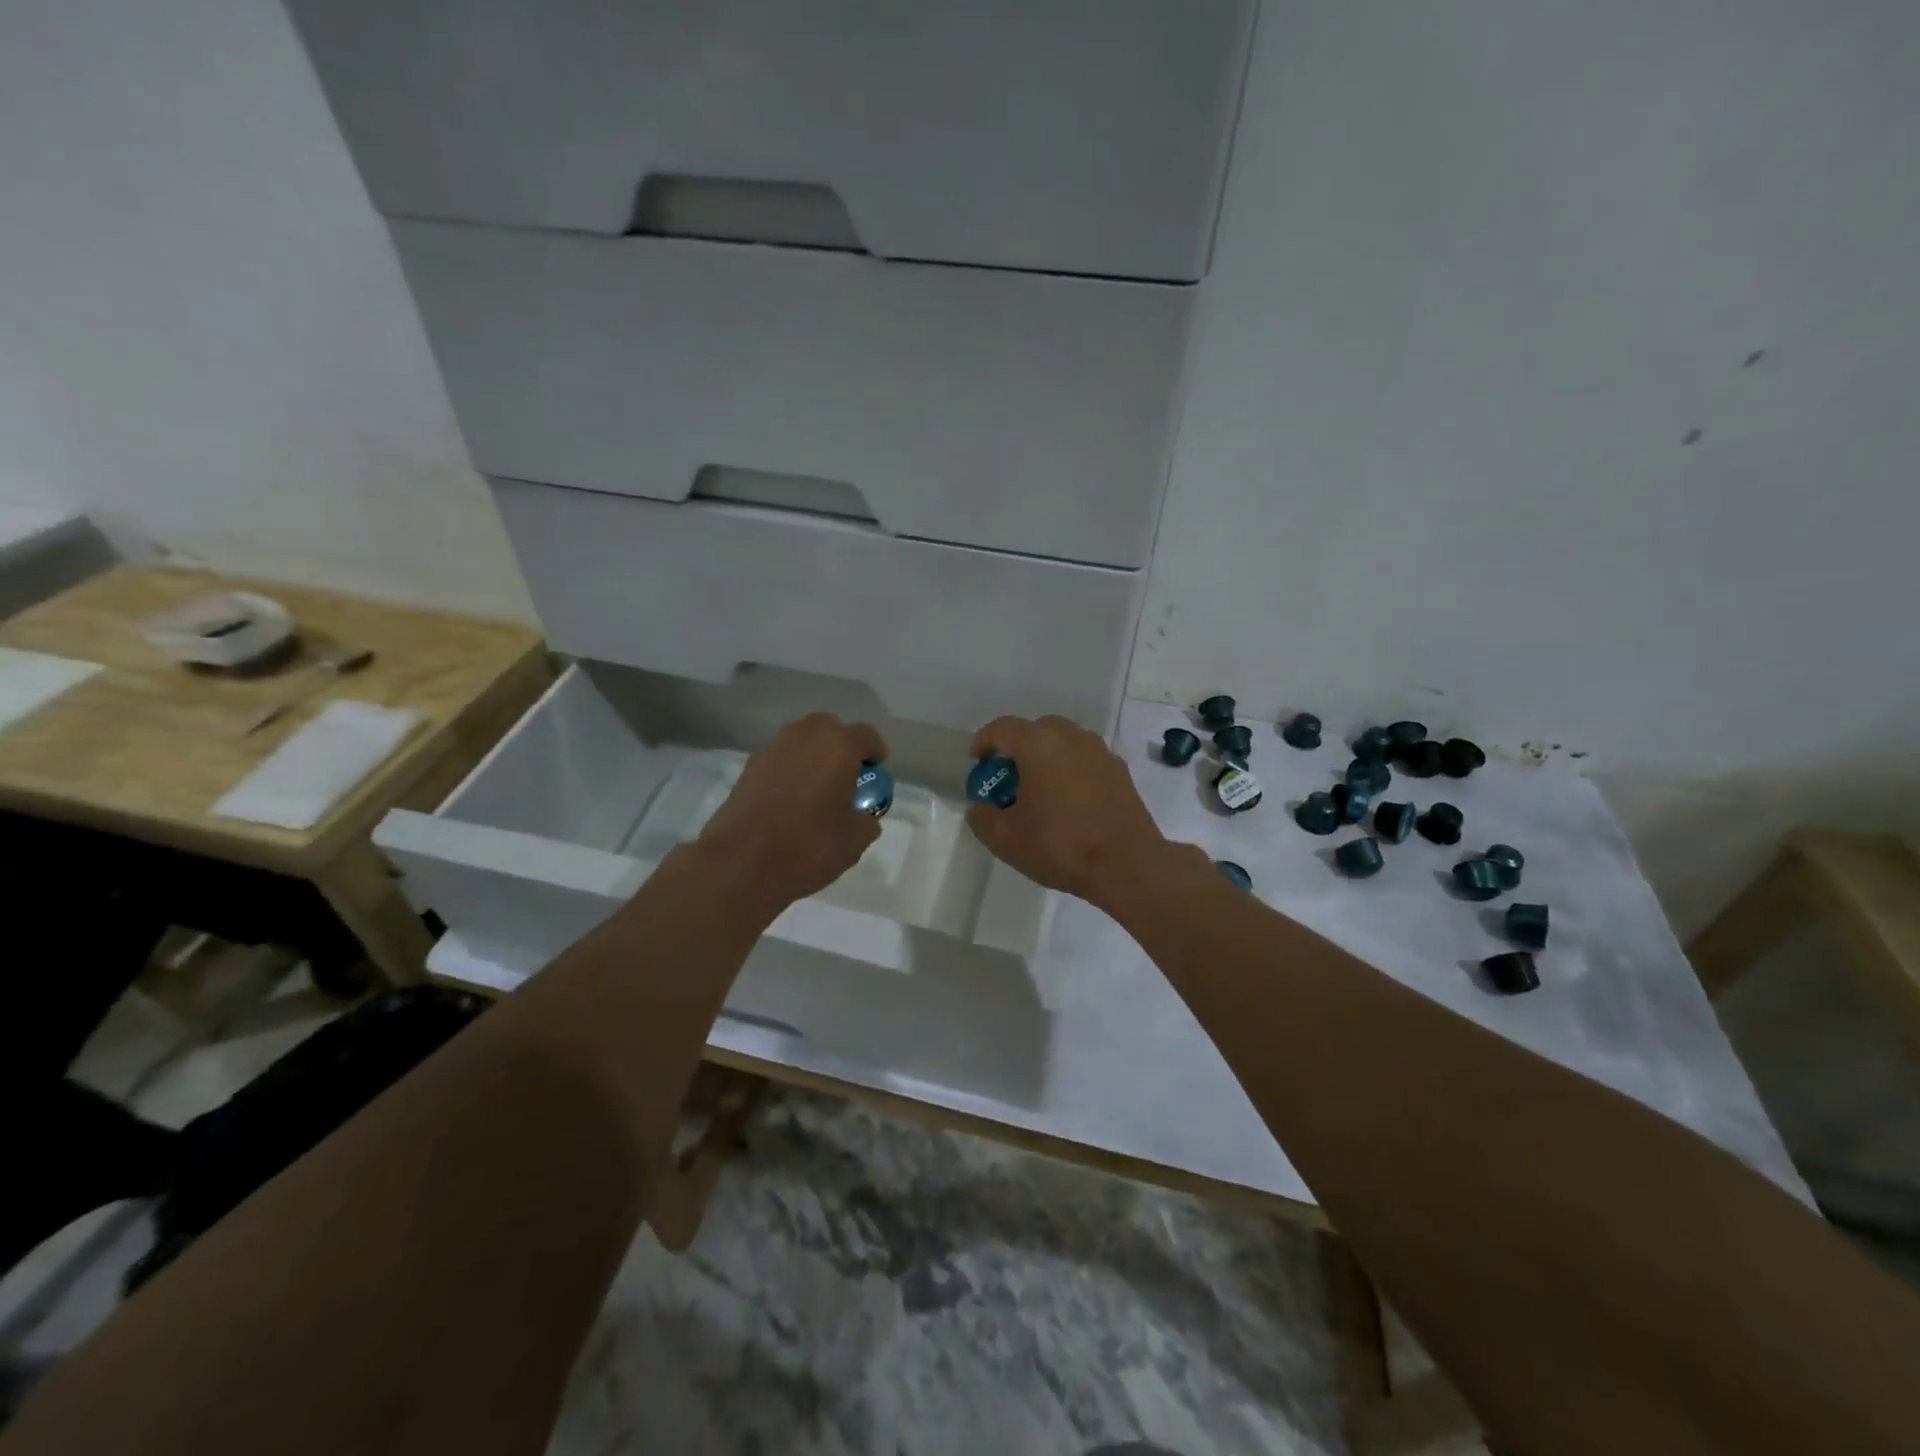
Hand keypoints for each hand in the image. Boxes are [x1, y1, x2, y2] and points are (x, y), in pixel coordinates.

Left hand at [696, 713, 888, 912]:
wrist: (740, 863)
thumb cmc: (808, 846)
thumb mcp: (854, 842)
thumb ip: (866, 822)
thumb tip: (864, 818)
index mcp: (838, 746)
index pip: (865, 736)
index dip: (875, 752)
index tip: (877, 769)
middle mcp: (805, 736)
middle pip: (830, 730)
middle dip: (841, 747)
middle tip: (847, 775)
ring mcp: (772, 748)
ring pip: (801, 742)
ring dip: (813, 757)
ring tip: (818, 788)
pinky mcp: (748, 767)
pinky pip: (780, 760)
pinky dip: (790, 771)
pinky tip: (791, 800)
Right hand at [966, 715, 1200, 910]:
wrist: (1128, 864)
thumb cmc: (1061, 845)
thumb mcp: (1005, 839)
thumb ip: (982, 817)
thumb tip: (982, 807)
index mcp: (1039, 744)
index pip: (1003, 728)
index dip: (984, 741)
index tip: (977, 761)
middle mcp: (1071, 737)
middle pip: (1036, 729)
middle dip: (1018, 748)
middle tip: (1008, 776)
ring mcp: (1100, 752)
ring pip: (1065, 742)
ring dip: (1047, 757)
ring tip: (1039, 789)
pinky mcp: (1120, 771)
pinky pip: (1085, 760)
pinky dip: (1070, 770)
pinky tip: (1068, 802)